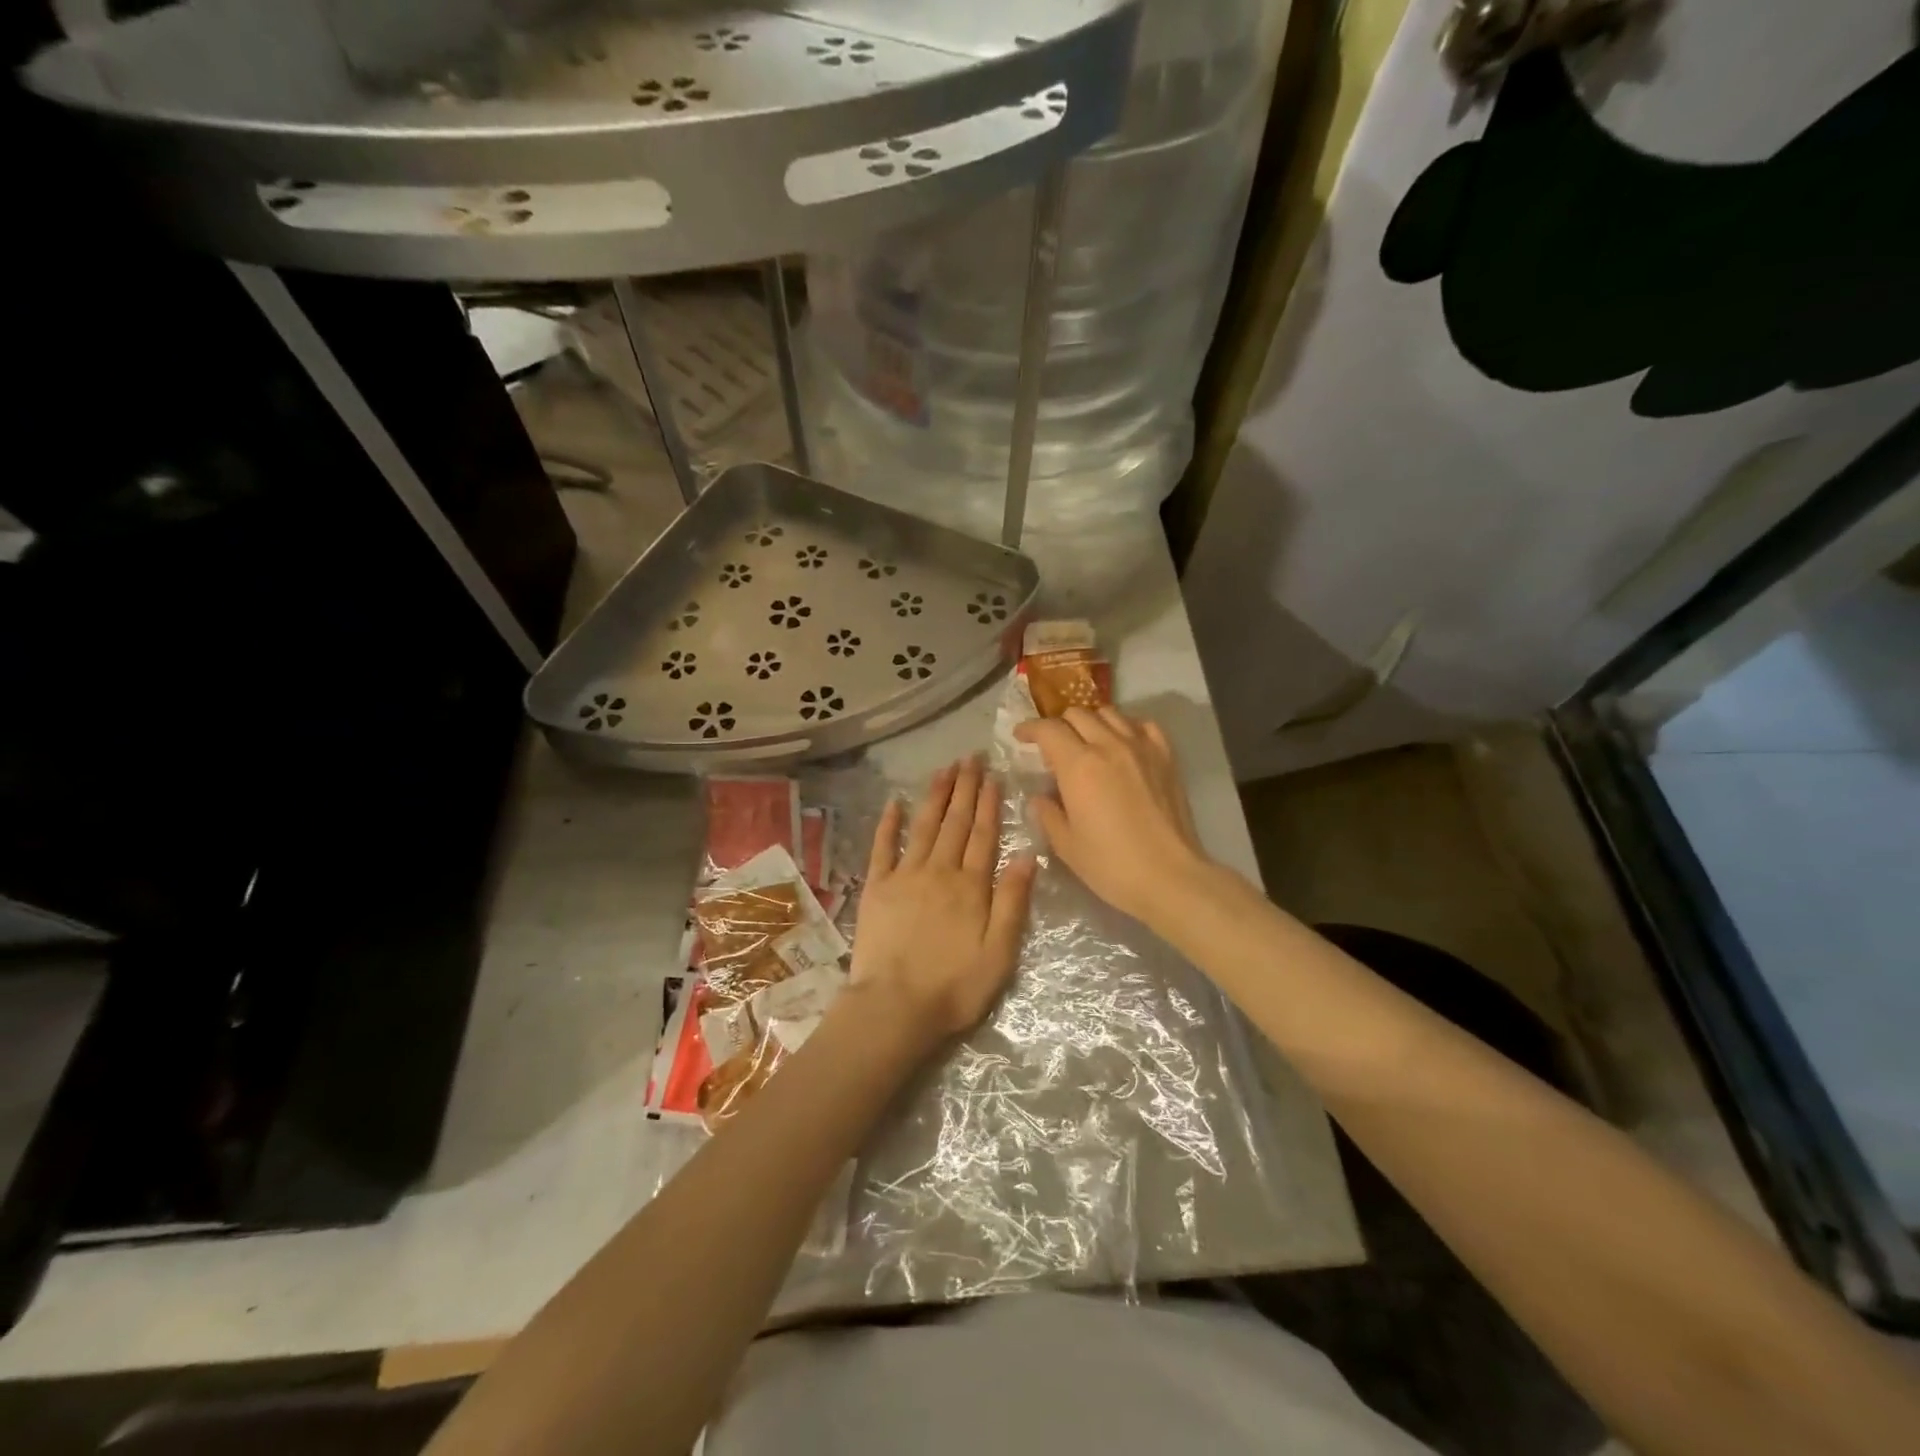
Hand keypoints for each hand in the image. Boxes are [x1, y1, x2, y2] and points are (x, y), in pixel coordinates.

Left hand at [850, 758, 1036, 1044]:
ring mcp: (904, 876)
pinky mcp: (877, 887)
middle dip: (965, 788)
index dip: (989, 803)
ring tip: (945, 768)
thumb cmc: (954, 987)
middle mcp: (939, 871)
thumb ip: (1013, 902)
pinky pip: (883, 847)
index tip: (992, 775)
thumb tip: (1026, 855)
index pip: (983, 834)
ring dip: (935, 795)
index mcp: (971, 886)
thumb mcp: (999, 952)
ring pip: (924, 825)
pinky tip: (894, 802)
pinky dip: (889, 823)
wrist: (895, 1008)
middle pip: (955, 822)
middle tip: (971, 758)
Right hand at [1014, 708, 1217, 929]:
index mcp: (1079, 766)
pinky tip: (1122, 745)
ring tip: (1087, 743)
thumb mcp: (1066, 845)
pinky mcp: (1166, 756)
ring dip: (1091, 722)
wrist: (1171, 877)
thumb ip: (1048, 813)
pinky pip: (1142, 724)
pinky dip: (1126, 727)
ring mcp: (1141, 747)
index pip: (1048, 729)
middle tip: (1053, 747)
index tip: (1021, 736)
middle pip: (1077, 714)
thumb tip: (1041, 797)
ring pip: (1109, 713)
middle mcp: (1109, 745)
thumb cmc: (1112, 865)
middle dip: (1059, 725)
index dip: (1030, 728)